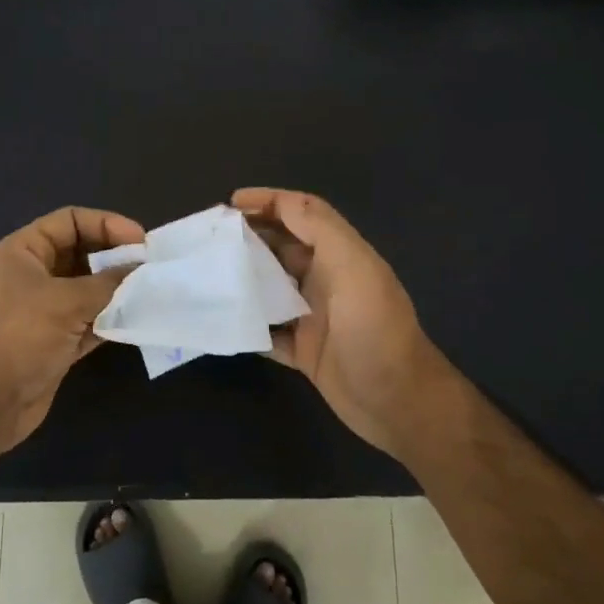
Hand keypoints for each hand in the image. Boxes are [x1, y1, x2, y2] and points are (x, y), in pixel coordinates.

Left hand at [0, 206, 144, 452]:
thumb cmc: (18, 336)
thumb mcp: (65, 301)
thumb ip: (108, 283)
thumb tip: (142, 271)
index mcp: (24, 252)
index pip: (70, 221)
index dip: (106, 224)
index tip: (141, 241)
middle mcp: (34, 276)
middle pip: (83, 254)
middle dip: (116, 258)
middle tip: (151, 268)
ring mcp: (45, 311)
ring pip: (89, 290)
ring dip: (118, 291)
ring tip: (152, 292)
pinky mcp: (57, 342)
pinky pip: (91, 322)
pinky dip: (112, 320)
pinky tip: (139, 320)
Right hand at [232, 188, 463, 464]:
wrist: (397, 402)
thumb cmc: (375, 329)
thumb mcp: (354, 268)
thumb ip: (320, 230)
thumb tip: (280, 201)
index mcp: (340, 255)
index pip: (303, 213)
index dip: (270, 201)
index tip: (231, 202)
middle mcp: (326, 280)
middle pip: (282, 247)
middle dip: (249, 237)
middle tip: (209, 239)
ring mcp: (313, 317)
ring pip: (270, 288)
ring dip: (243, 279)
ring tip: (207, 273)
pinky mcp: (304, 351)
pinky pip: (267, 331)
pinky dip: (247, 324)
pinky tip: (220, 320)